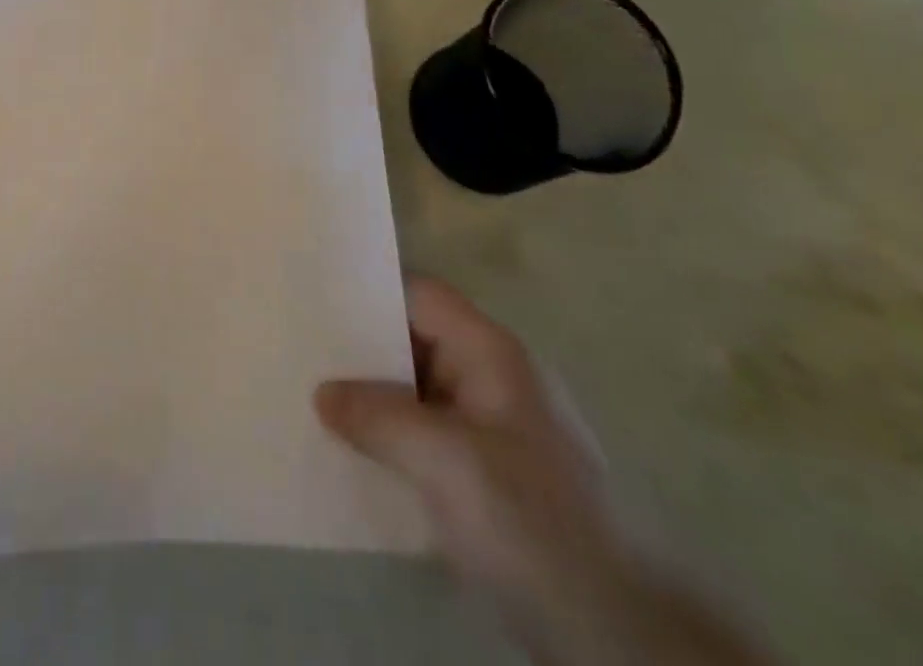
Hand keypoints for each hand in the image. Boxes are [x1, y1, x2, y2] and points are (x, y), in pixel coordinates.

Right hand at [318, 280, 773, 665]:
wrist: (622, 634)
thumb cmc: (532, 521)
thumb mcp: (446, 462)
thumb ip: (378, 417)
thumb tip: (322, 393)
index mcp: (491, 352)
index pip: (420, 295)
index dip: (369, 292)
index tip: (314, 302)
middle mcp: (493, 377)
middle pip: (416, 340)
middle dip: (361, 349)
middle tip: (300, 354)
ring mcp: (495, 428)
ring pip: (420, 392)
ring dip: (374, 399)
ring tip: (313, 403)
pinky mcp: (493, 476)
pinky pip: (430, 436)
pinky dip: (394, 439)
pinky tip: (357, 456)